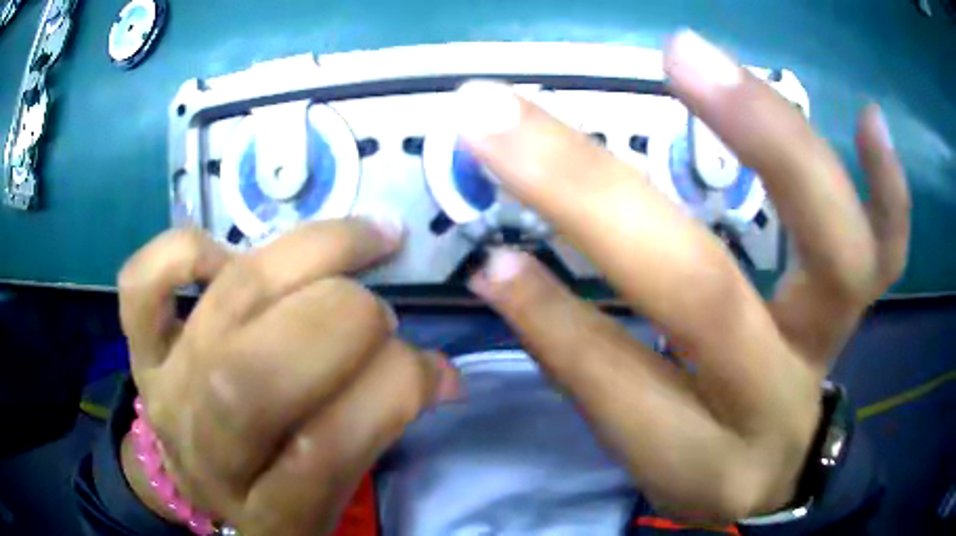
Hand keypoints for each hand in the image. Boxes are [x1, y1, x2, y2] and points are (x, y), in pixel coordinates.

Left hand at [118, 219, 455, 534]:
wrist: (192, 478)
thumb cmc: (272, 485)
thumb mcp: (333, 491)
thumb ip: (379, 431)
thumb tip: (440, 373)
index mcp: (267, 512)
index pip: (326, 451)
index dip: (390, 392)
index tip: (430, 367)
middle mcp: (206, 451)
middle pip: (257, 375)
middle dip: (342, 320)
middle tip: (380, 310)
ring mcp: (163, 390)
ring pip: (225, 304)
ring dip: (307, 257)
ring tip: (358, 243)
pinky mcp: (139, 349)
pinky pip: (142, 283)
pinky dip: (186, 251)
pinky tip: (230, 255)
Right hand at [463, 30, 909, 520]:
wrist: (778, 471)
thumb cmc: (703, 461)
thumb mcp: (639, 446)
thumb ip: (582, 360)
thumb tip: (508, 269)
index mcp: (697, 456)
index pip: (616, 382)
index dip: (550, 316)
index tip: (489, 248)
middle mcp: (773, 400)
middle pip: (707, 298)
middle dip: (600, 199)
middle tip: (513, 113)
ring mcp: (831, 345)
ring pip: (832, 251)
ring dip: (770, 140)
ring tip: (689, 57)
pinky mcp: (861, 309)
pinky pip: (890, 247)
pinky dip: (889, 187)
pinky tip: (868, 116)